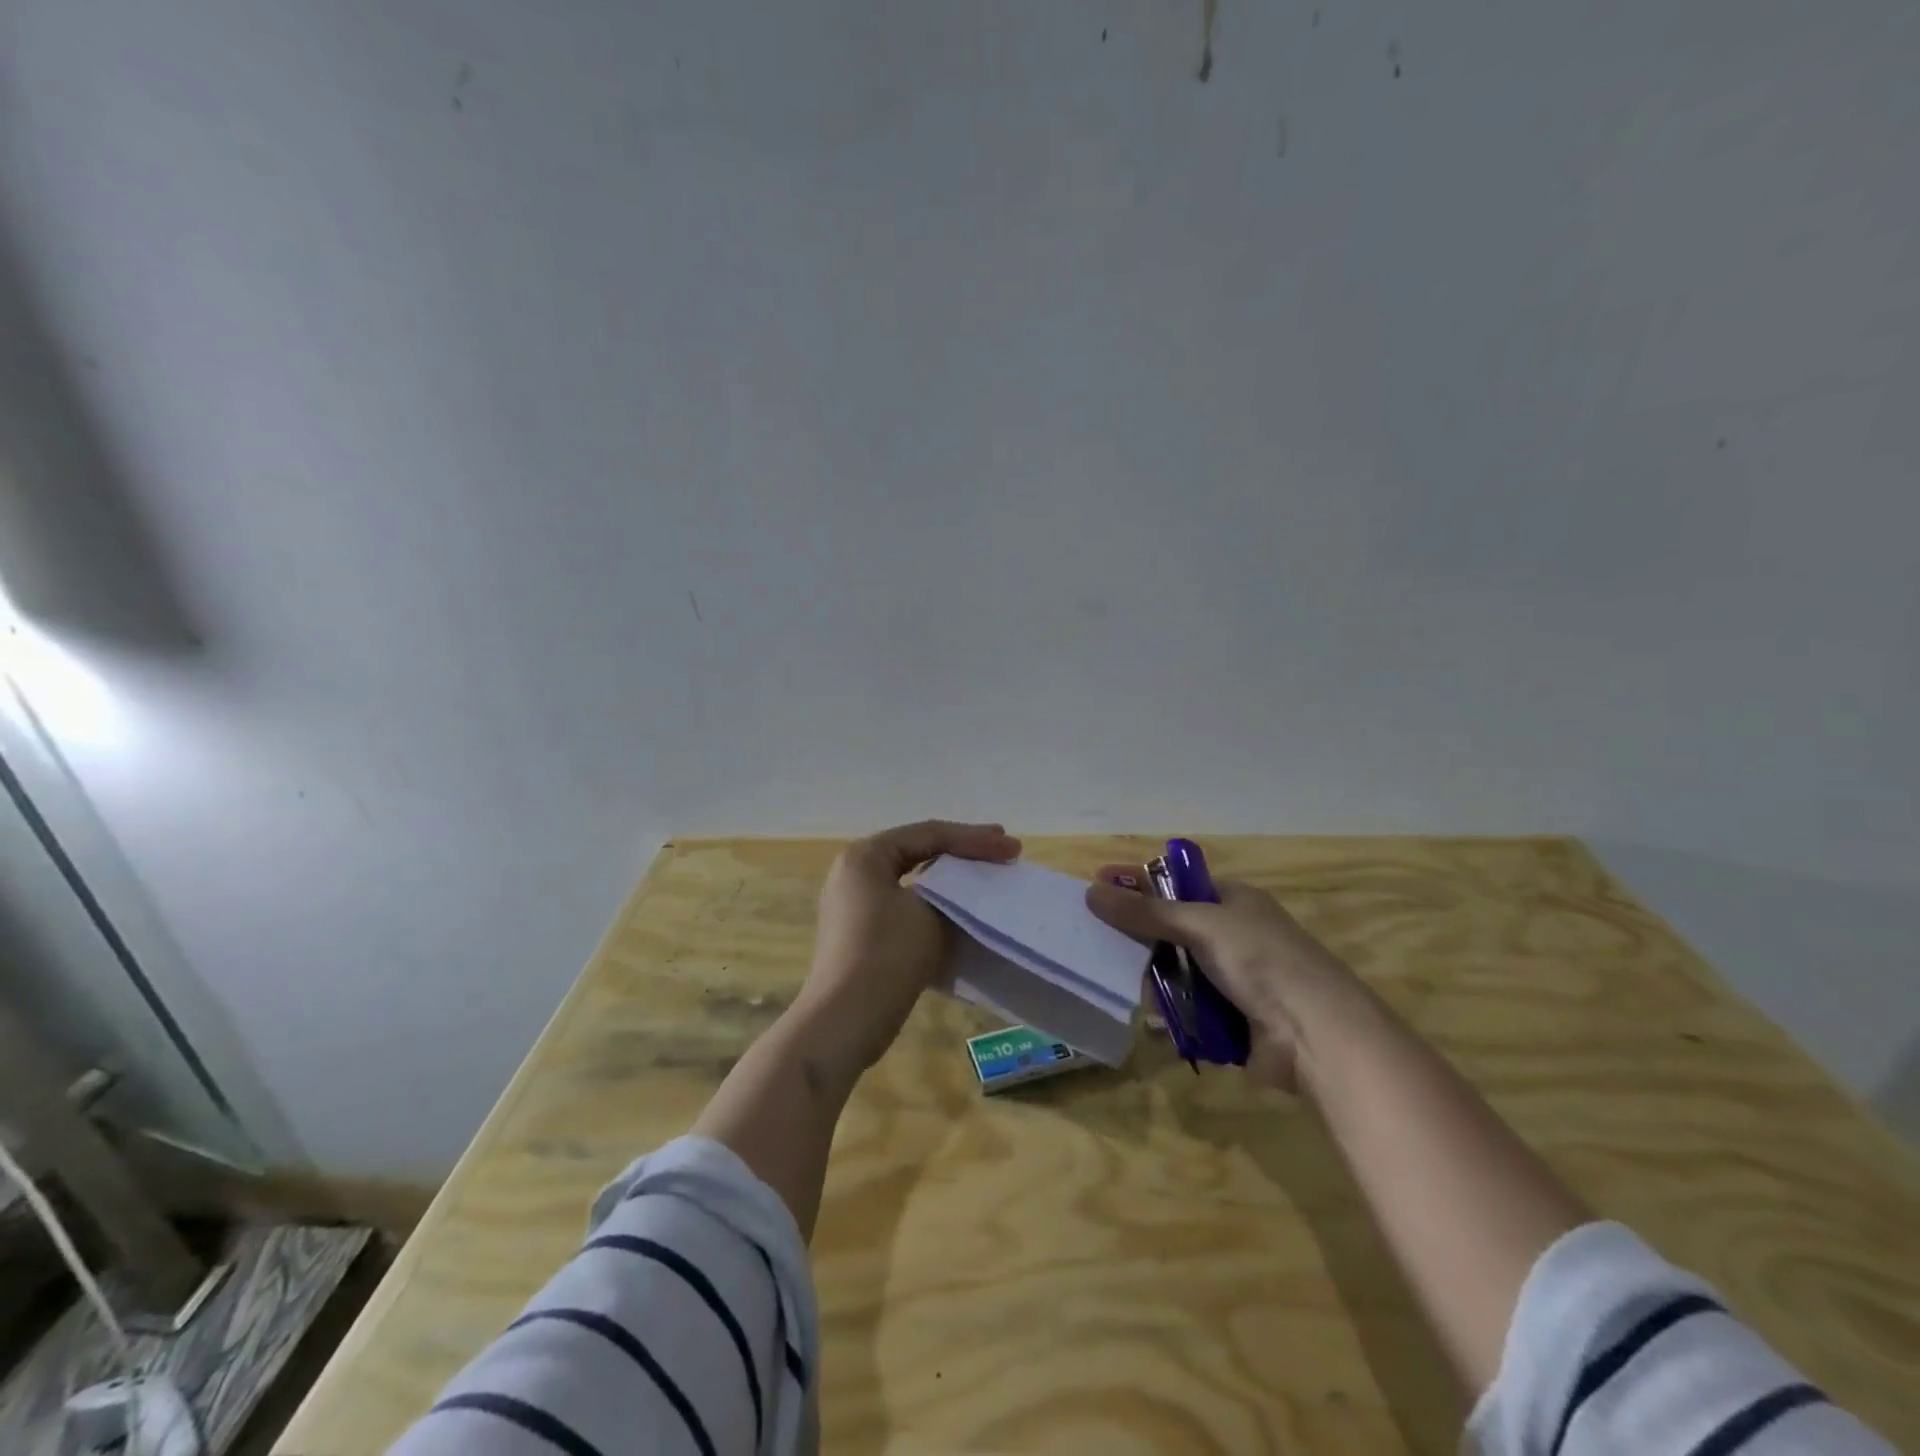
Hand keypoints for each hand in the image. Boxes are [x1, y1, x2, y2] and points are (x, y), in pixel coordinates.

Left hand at [799, 820, 1021, 1073]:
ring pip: (913, 881)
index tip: (1013, 848)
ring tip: (985, 878)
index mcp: (866, 856)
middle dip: (963, 852)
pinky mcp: (862, 934)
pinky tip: (960, 911)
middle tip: (1002, 851)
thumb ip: (949, 891)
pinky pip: (905, 907)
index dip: (975, 839)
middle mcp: (855, 872)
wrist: (844, 1021)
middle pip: (918, 851)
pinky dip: (935, 905)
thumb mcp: (929, 913)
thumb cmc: (886, 955)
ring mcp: (855, 904)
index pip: (929, 834)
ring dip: (950, 881)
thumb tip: (958, 892)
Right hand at [1085, 868, 1368, 1092]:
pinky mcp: (1230, 1018)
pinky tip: (1149, 1017)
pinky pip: (1186, 1008)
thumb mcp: (1200, 925)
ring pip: (1175, 970)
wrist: (1317, 1036)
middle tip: (1097, 939)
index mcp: (1233, 900)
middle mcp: (1233, 934)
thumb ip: (1145, 912)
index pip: (1175, 883)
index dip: (1137, 883)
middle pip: (1171, 928)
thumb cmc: (1261, 962)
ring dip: (1152, 977)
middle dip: (1139, 935)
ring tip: (1118, 981)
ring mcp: (1232, 978)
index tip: (1096, 888)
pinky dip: (1169, 1011)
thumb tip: (1092, 891)